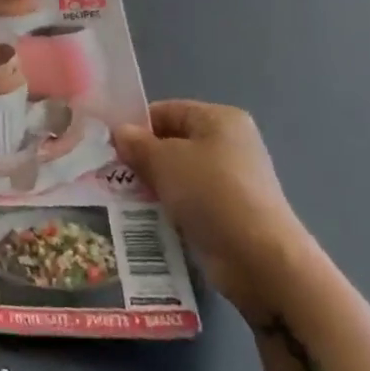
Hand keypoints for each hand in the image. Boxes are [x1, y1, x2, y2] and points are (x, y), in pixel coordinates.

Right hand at [114, 101, 316, 316]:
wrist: (259, 260)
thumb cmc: (210, 193)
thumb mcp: (163, 160)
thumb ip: (136, 143)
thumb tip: (120, 133)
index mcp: (219, 119)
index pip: (166, 111)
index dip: (136, 126)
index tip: (110, 146)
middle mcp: (229, 144)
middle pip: (172, 143)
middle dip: (143, 158)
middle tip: (112, 174)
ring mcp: (233, 181)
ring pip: (179, 175)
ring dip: (153, 185)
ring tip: (124, 198)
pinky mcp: (231, 214)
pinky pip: (190, 201)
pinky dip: (170, 207)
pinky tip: (146, 218)